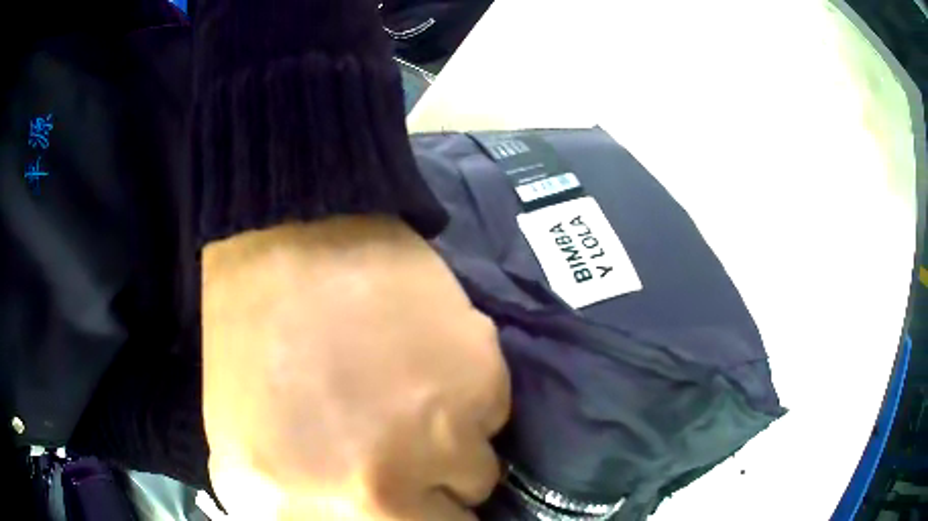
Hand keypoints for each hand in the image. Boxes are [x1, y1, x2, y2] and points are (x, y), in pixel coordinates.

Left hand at [201, 216, 510, 519]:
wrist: (285, 250)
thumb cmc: (252, 357)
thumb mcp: (244, 462)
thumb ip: (306, 514)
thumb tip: (365, 520)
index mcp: (304, 510)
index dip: (411, 519)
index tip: (406, 502)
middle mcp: (378, 493)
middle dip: (432, 499)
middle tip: (405, 459)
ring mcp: (438, 440)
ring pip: (476, 473)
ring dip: (450, 449)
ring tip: (411, 400)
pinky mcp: (481, 382)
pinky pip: (494, 417)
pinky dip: (470, 399)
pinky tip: (428, 361)